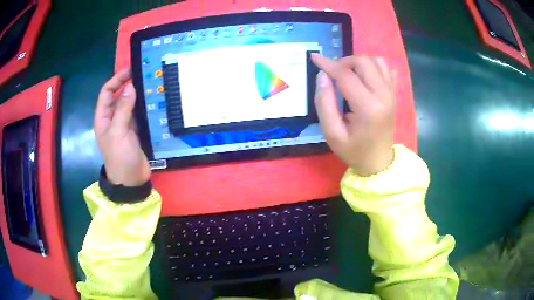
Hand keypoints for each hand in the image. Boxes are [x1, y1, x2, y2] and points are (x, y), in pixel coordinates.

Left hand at [94, 67, 150, 185]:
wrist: (131, 181)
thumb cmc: (119, 157)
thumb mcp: (118, 132)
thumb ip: (123, 109)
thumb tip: (131, 86)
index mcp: (103, 118)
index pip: (107, 92)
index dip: (116, 79)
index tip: (130, 69)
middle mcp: (112, 118)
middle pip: (118, 96)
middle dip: (128, 84)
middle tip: (144, 73)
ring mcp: (124, 125)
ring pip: (129, 104)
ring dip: (137, 94)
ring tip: (150, 83)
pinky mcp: (135, 131)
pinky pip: (138, 113)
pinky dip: (144, 106)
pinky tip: (153, 100)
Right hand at [311, 54, 396, 175]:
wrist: (378, 161)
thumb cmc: (354, 150)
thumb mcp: (332, 133)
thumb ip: (324, 103)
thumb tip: (322, 76)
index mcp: (368, 107)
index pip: (346, 75)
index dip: (328, 64)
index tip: (314, 58)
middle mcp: (383, 95)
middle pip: (363, 62)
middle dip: (344, 62)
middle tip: (334, 74)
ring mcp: (391, 93)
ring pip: (376, 61)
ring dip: (359, 62)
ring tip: (349, 74)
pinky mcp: (394, 93)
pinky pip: (386, 68)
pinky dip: (374, 66)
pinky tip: (365, 76)